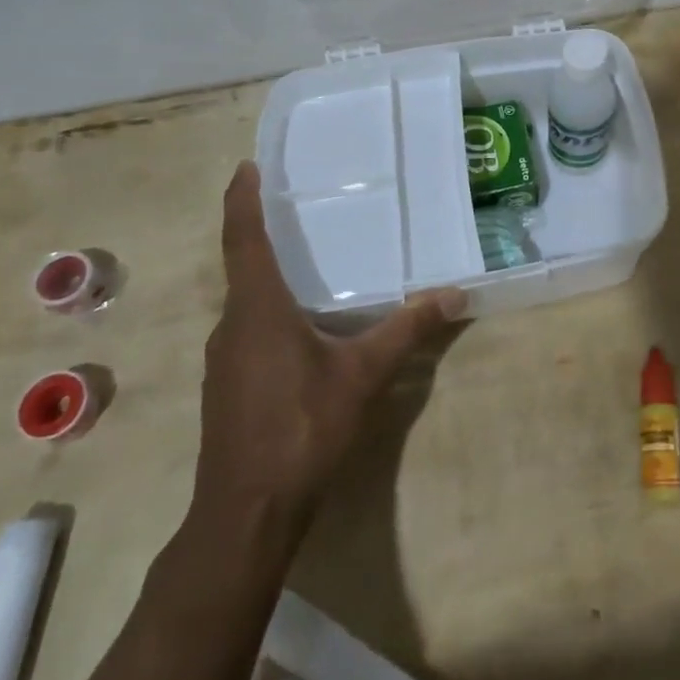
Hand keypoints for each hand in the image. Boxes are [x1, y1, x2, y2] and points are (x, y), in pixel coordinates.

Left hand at [191, 161, 464, 546]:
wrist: (247, 512)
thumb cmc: (301, 427)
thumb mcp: (363, 374)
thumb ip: (408, 330)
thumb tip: (454, 294)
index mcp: (258, 310)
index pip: (244, 240)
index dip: (243, 200)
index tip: (246, 166)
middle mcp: (232, 326)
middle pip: (243, 267)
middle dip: (262, 234)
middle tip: (294, 208)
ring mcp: (224, 360)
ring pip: (246, 303)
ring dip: (268, 277)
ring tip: (305, 262)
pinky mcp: (228, 387)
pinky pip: (248, 331)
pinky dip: (269, 312)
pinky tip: (303, 328)